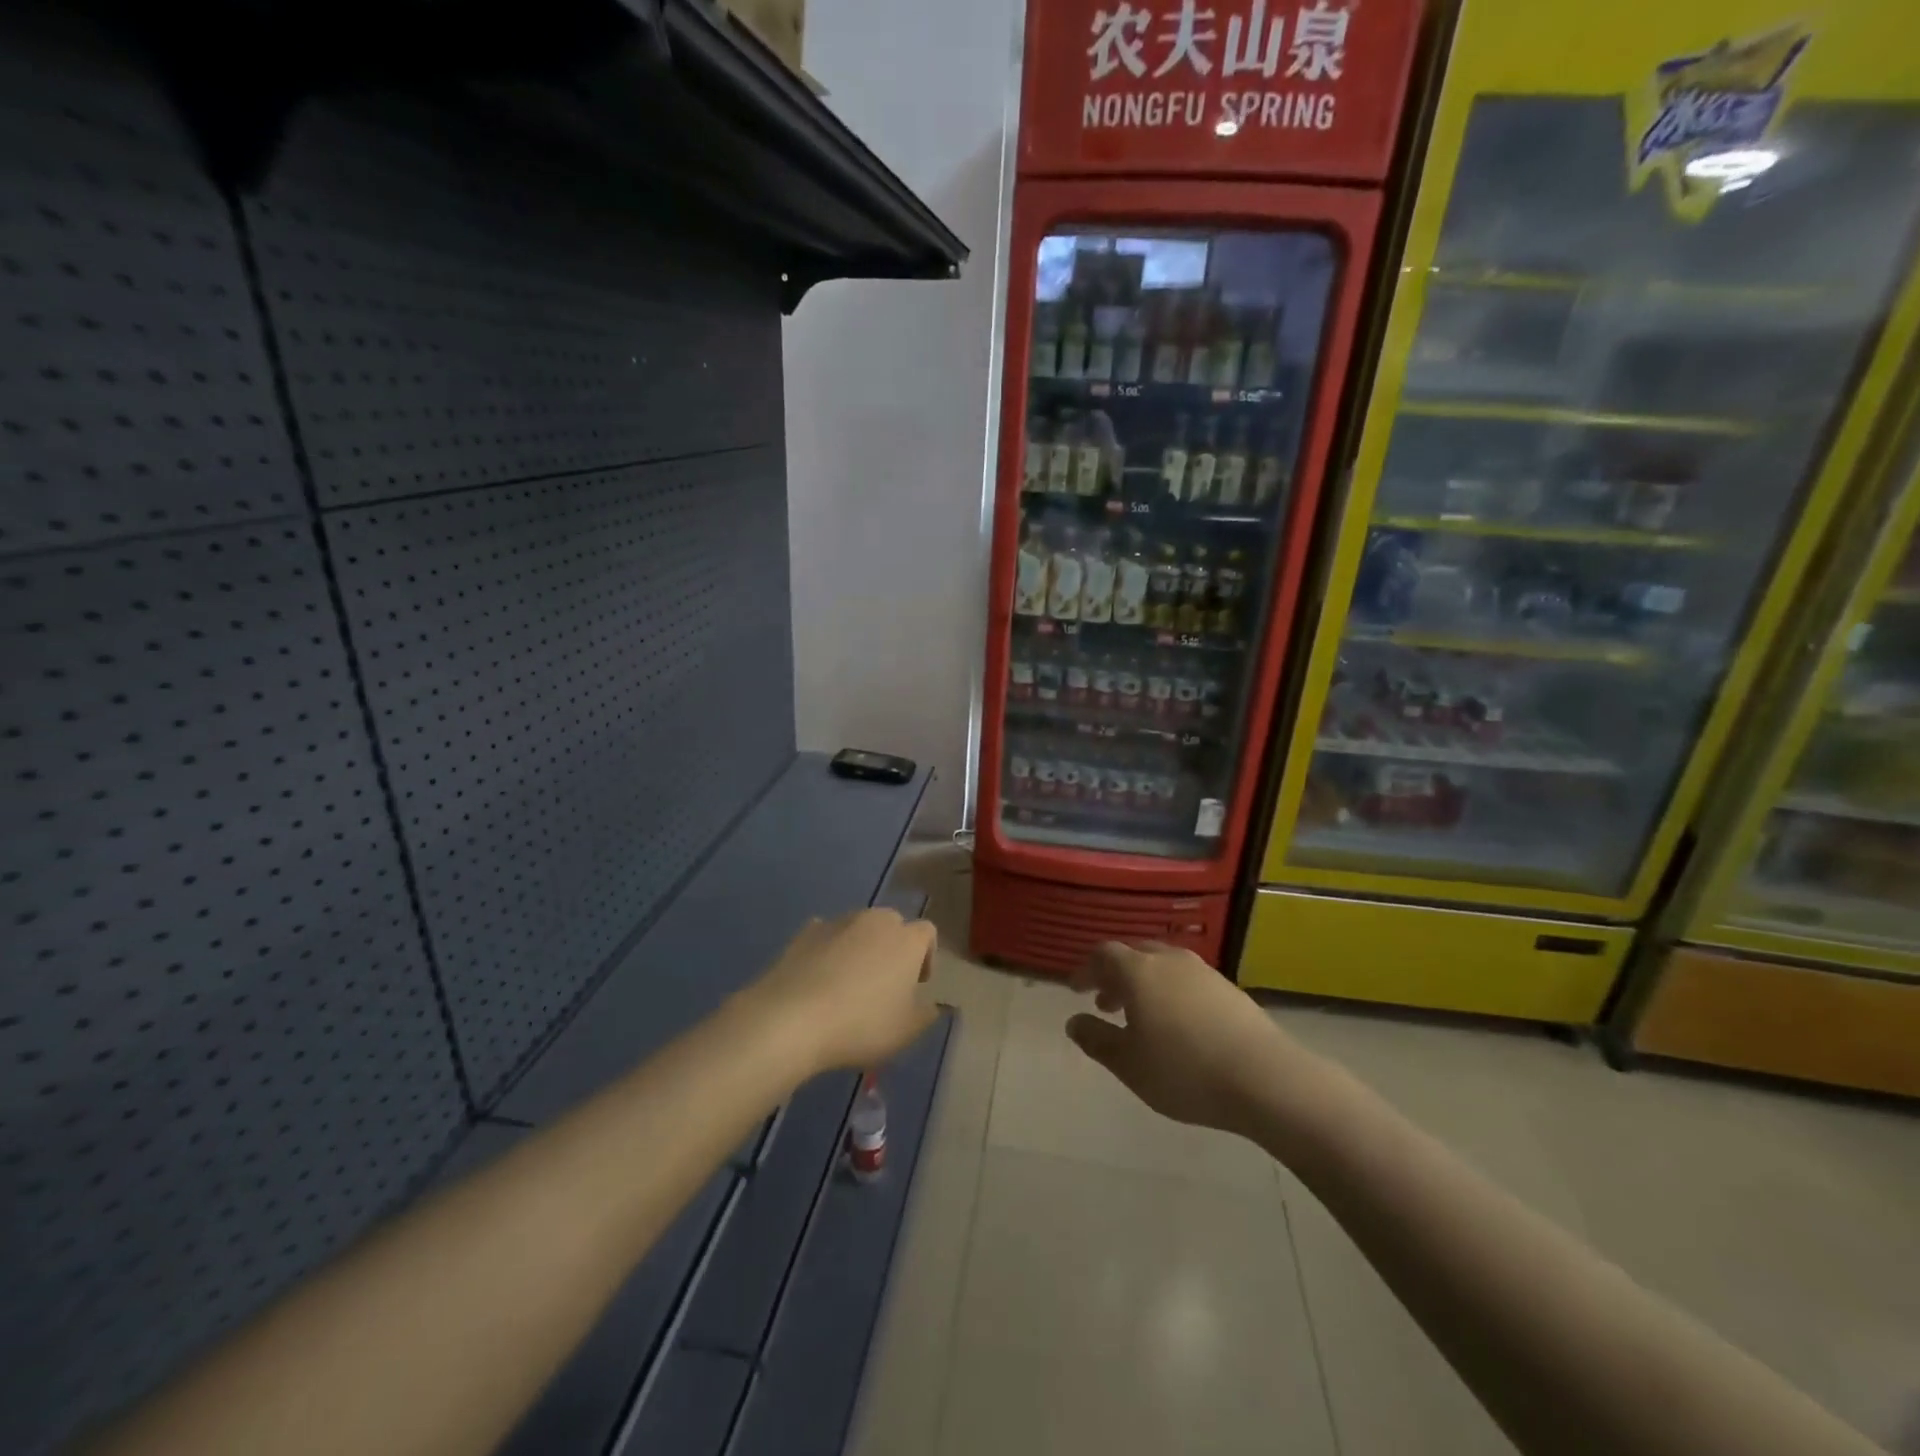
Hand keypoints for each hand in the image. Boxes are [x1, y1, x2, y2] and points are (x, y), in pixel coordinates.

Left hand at [738, 909, 938, 1077]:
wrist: (792, 1018)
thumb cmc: (861, 1024)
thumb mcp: (906, 1031)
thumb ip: (926, 1015)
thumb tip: (930, 1005)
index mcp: (907, 940)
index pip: (927, 933)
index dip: (926, 956)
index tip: (917, 984)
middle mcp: (875, 920)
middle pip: (892, 924)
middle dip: (892, 947)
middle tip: (884, 983)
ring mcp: (838, 922)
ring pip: (858, 928)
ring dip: (859, 948)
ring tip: (847, 984)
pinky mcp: (805, 932)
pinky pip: (826, 936)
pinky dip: (828, 951)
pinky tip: (818, 979)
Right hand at [1066, 940, 1308, 1137]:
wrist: (1266, 1078)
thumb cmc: (1184, 1071)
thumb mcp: (1129, 1064)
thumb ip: (1097, 1039)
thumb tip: (1074, 1021)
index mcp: (1138, 971)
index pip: (1103, 955)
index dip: (1086, 970)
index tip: (1076, 989)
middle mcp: (1169, 960)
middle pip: (1134, 954)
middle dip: (1115, 975)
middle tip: (1106, 1003)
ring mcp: (1203, 972)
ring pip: (1163, 966)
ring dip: (1145, 984)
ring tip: (1141, 1017)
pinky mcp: (1229, 989)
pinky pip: (1188, 980)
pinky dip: (1171, 993)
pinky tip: (1178, 1025)